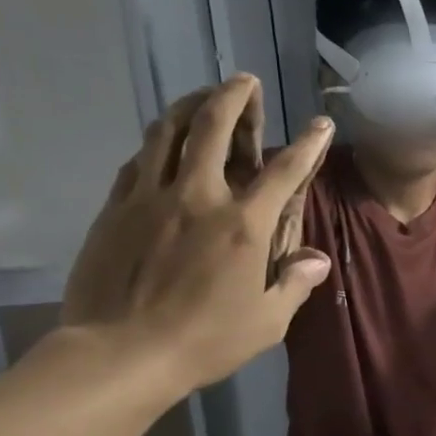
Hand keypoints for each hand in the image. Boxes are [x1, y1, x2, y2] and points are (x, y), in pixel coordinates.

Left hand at [63, 77, 334, 392]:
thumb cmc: (206, 340)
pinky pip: (137, 162)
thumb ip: (294, 283)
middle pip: (212, 128)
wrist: (121, 353)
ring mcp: (150, 199)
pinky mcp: (115, 210)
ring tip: (201, 96)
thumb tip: (316, 259)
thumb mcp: (268, 321)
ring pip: (166, 133)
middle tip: (244, 81)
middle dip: (232, 96)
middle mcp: (198, 198)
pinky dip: (155, 145)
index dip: (308, 144)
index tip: (321, 124)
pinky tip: (161, 144)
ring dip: (188, 106)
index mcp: (243, 225)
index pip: (284, 171)